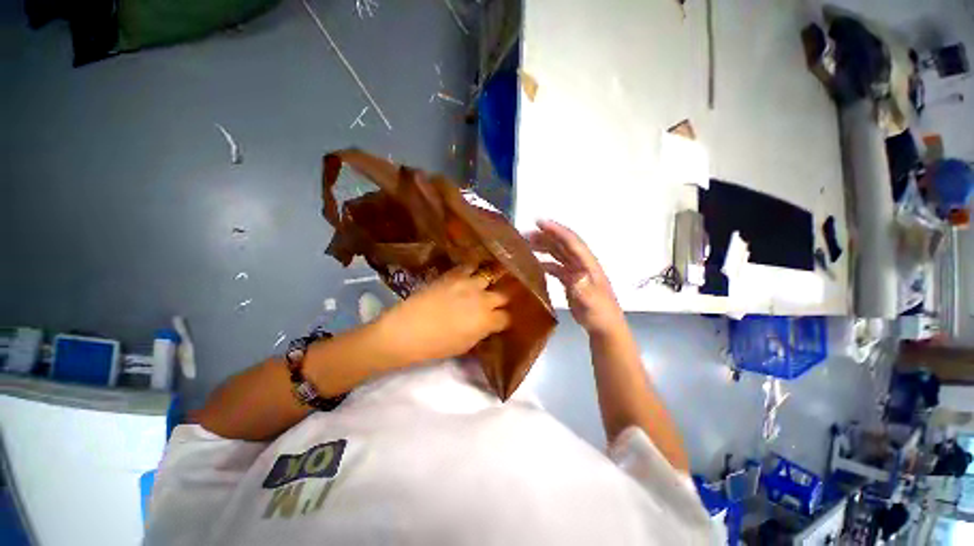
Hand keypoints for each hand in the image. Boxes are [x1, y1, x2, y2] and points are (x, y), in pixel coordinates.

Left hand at [377, 266, 511, 362]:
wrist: (407, 330)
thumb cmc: (436, 345)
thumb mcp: (465, 346)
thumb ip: (481, 332)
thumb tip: (488, 325)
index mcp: (486, 321)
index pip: (507, 317)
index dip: (505, 320)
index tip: (501, 321)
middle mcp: (483, 299)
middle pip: (503, 295)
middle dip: (502, 300)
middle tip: (497, 303)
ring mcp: (468, 284)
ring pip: (490, 276)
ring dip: (490, 282)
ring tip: (488, 283)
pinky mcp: (454, 275)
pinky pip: (469, 266)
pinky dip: (473, 269)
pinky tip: (472, 272)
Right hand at [527, 220, 624, 335]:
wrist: (604, 328)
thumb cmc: (600, 314)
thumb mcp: (592, 303)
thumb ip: (583, 289)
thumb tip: (575, 275)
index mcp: (588, 264)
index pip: (571, 242)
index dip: (556, 230)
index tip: (539, 222)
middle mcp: (582, 264)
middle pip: (562, 245)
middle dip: (546, 236)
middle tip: (526, 234)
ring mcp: (576, 272)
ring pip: (558, 254)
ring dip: (544, 247)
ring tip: (527, 244)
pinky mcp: (571, 282)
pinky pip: (557, 267)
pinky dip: (546, 263)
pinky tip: (535, 264)